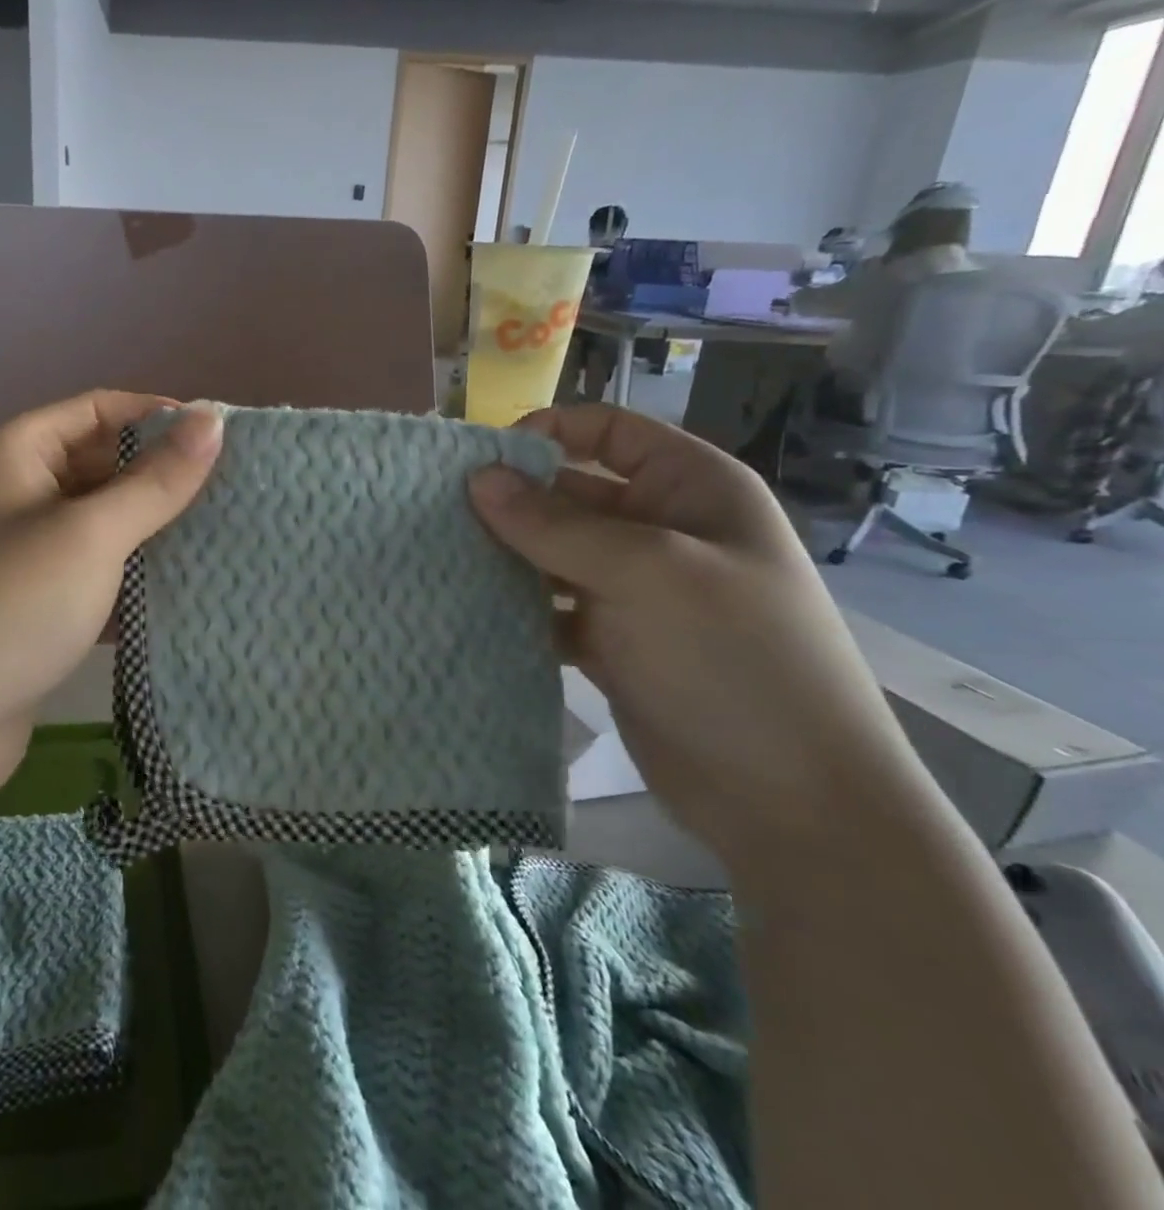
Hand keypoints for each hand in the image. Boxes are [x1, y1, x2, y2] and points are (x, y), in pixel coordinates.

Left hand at [0, 392, 221, 822]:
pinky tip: (173, 592)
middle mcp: (3, 494)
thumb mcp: (89, 536)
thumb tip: (212, 419)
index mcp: (9, 454)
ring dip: (144, 531)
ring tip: (215, 538)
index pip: (95, 409)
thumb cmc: (7, 609)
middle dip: (155, 477)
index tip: (219, 438)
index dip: (156, 416)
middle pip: (93, 465)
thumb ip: (155, 481)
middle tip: (228, 493)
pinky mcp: (19, 608)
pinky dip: (121, 578)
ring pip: (91, 525)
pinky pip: (81, 575)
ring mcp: (8, 555)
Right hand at [468, 404, 931, 865]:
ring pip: (554, 553)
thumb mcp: (644, 573)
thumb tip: (478, 477)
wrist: (791, 799)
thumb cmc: (731, 658)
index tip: (480, 462)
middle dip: (512, 501)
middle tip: (440, 514)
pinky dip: (518, 608)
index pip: (608, 431)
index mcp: (689, 488)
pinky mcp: (613, 641)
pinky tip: (473, 612)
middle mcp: (661, 529)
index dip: (547, 432)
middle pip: (571, 493)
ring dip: (507, 556)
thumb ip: (554, 524)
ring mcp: (635, 590)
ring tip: (444, 561)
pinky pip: (552, 607)